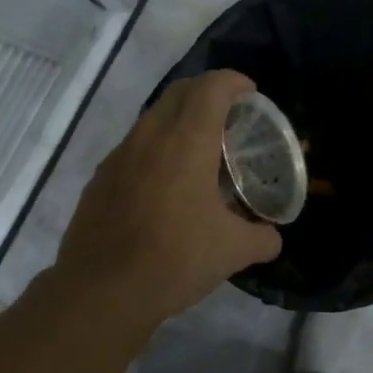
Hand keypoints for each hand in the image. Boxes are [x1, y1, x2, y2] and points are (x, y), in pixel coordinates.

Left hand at [53, 70, 282, 329]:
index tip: (251, 94)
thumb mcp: (233, 251)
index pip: (211, 86)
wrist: (102, 291)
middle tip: (230, 117)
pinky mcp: (100, 178)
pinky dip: (155, 149)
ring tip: (199, 152)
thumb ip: (261, 238)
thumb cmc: (175, 259)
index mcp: (187, 141)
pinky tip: (164, 185)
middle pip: (180, 91)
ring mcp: (119, 155)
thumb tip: (272, 237)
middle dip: (208, 92)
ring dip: (179, 120)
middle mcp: (150, 136)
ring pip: (153, 117)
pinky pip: (134, 147)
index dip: (234, 81)